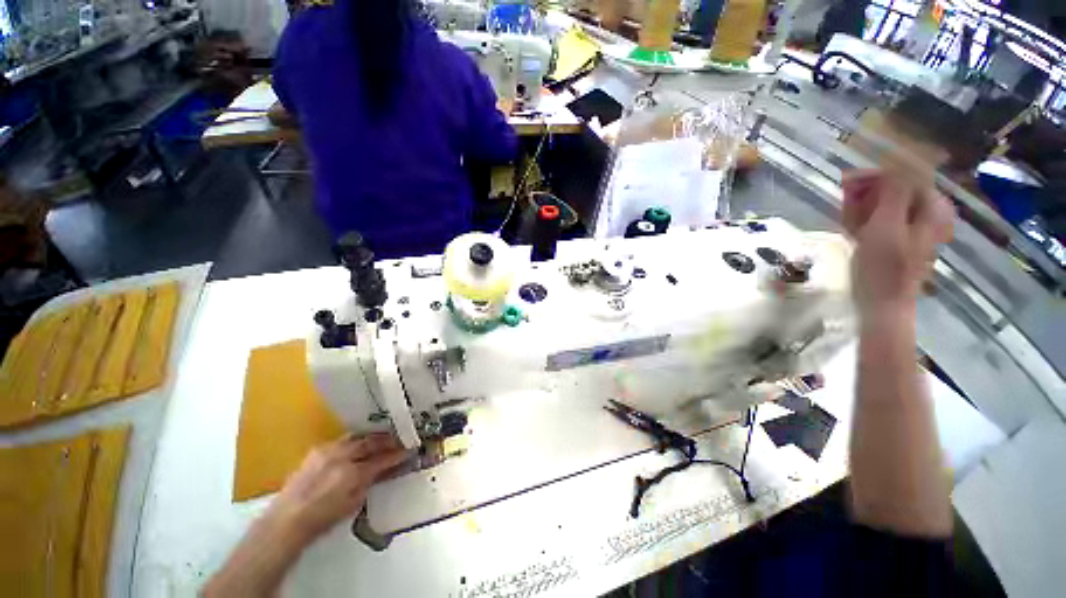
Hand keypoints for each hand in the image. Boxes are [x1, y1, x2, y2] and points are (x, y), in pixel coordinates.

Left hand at [263, 434, 408, 545]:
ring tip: (383, 438)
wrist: (286, 520)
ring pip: (358, 437)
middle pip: (371, 442)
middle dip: (388, 440)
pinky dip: (355, 441)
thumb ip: (371, 482)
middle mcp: (341, 458)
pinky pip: (343, 440)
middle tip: (399, 439)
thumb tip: (385, 469)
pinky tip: (359, 444)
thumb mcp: (353, 504)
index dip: (397, 454)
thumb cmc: (322, 519)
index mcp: (352, 474)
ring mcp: (328, 452)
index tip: (408, 450)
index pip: (382, 459)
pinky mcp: (317, 450)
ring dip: (372, 437)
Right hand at [841, 170, 953, 318]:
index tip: (846, 182)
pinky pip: (880, 218)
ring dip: (862, 208)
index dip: (875, 175)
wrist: (882, 305)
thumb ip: (894, 193)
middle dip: (867, 194)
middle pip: (894, 188)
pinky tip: (853, 228)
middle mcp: (926, 212)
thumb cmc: (883, 268)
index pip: (903, 174)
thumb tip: (895, 164)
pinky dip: (864, 220)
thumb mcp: (887, 227)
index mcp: (930, 207)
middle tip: (845, 206)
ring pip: (884, 203)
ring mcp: (913, 226)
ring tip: (847, 221)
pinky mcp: (899, 238)